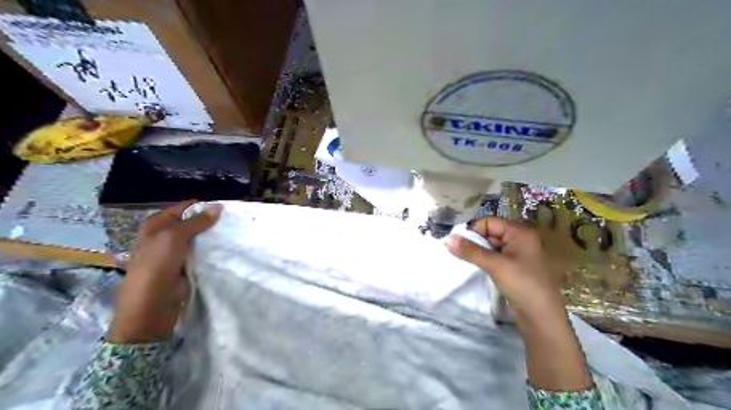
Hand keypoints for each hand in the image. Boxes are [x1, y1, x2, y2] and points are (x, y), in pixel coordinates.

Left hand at [108, 200, 220, 344]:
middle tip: (232, 222)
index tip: (225, 209)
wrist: (151, 305)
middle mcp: (164, 236)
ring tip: (233, 233)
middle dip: (210, 222)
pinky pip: (201, 253)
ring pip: (198, 239)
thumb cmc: (157, 265)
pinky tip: (225, 248)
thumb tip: (218, 207)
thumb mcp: (174, 237)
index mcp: (156, 225)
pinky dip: (211, 251)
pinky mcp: (184, 266)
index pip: (184, 208)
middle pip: (192, 223)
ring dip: (212, 237)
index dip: (203, 207)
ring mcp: (175, 253)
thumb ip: (197, 221)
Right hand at [446, 217, 592, 392]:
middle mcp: (519, 239)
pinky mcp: (513, 267)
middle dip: (474, 241)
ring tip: (465, 260)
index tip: (459, 243)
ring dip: (477, 252)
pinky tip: (476, 267)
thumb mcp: (495, 265)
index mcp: (520, 232)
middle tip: (459, 252)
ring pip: (490, 245)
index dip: (473, 230)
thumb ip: (470, 251)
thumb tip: (446, 239)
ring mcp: (516, 254)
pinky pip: (494, 257)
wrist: (541, 318)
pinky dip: (483, 260)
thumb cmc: (522, 285)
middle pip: (489, 232)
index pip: (489, 222)